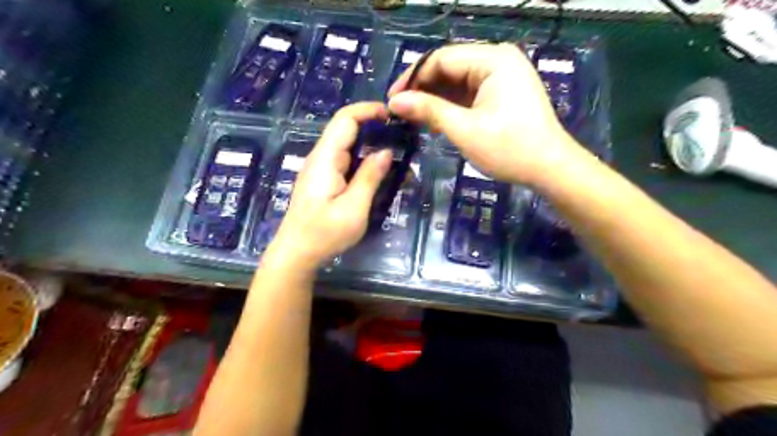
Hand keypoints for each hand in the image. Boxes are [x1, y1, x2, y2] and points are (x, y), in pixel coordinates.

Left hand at [267, 102, 394, 270]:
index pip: (345, 119)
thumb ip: (369, 177)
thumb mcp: (354, 208)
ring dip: (371, 144)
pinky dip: (363, 159)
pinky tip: (379, 170)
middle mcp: (321, 157)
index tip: (394, 115)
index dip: (369, 110)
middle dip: (374, 126)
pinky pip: (345, 160)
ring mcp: (320, 168)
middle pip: (346, 129)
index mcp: (325, 159)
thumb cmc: (324, 234)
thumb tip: (386, 151)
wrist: (296, 254)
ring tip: (397, 152)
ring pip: (347, 145)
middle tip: (402, 136)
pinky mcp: (323, 180)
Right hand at [392, 42, 578, 185]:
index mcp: (493, 59)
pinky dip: (451, 106)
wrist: (549, 169)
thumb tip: (394, 102)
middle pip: (449, 68)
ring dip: (435, 99)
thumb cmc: (509, 149)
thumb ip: (429, 110)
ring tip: (413, 118)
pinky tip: (435, 119)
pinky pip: (469, 93)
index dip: (412, 78)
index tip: (391, 100)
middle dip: (423, 89)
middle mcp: (498, 60)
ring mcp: (502, 77)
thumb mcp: (464, 129)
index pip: (441, 59)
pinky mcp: (502, 93)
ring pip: (457, 82)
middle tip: (400, 111)